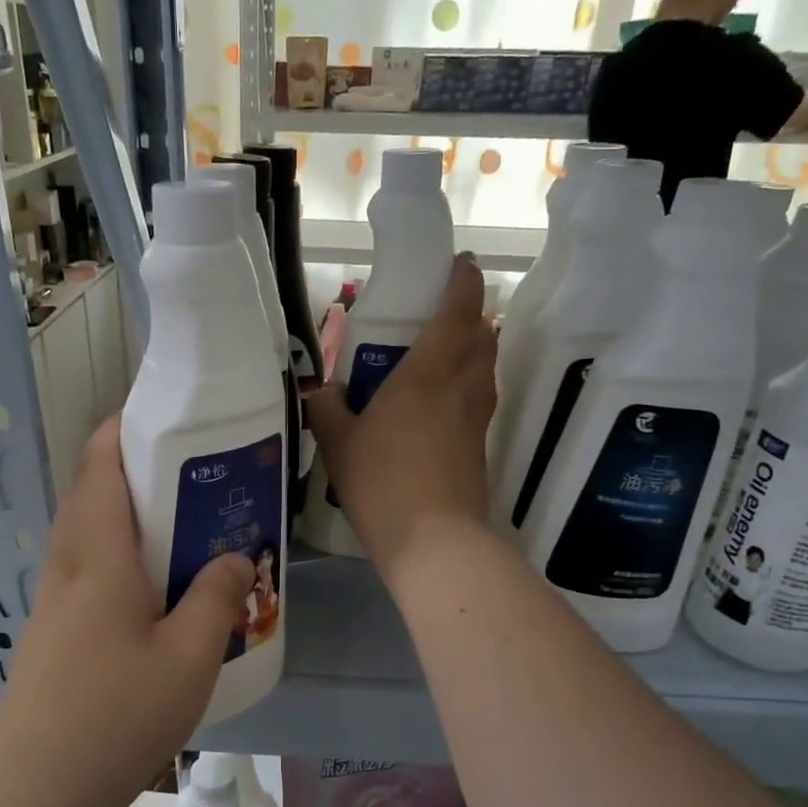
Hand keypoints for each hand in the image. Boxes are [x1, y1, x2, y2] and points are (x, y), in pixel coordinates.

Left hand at [0, 418, 253, 801]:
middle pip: (90, 494)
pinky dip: (114, 554)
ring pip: (84, 533)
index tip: (163, 419)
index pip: (99, 468)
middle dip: (131, 470)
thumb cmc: (119, 716)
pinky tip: (151, 591)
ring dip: (123, 514)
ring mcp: (51, 600)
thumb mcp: (189, 657)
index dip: (122, 431)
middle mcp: (67, 567)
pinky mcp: (50, 630)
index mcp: (98, 559)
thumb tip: (233, 557)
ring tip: (177, 528)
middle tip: (189, 476)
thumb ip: (217, 598)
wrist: (40, 788)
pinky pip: (83, 569)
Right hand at [307, 255, 496, 576]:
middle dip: (468, 316)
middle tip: (438, 317)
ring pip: (485, 367)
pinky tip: (441, 406)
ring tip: (440, 357)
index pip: (458, 310)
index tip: (459, 264)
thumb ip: (327, 410)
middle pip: (481, 335)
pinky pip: (480, 400)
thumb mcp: (339, 444)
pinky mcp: (481, 447)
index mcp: (428, 372)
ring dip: (472, 350)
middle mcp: (462, 386)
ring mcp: (477, 419)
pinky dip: (468, 387)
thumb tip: (322, 392)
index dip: (462, 281)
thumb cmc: (383, 482)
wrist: (434, 542)